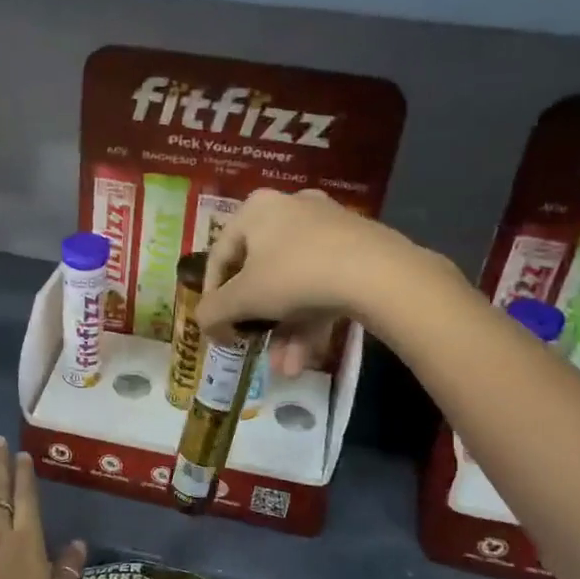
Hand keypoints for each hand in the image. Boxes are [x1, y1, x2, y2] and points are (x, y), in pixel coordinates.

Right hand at [196, 189, 423, 375]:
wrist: (377, 273)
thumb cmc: (294, 275)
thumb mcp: (243, 298)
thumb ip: (213, 312)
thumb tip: (202, 323)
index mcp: (257, 210)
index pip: (220, 255)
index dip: (213, 296)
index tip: (215, 327)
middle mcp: (290, 210)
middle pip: (261, 274)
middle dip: (257, 321)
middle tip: (252, 346)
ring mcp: (328, 229)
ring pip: (294, 285)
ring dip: (286, 331)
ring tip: (286, 368)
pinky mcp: (357, 249)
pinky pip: (321, 285)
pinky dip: (311, 320)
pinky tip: (307, 358)